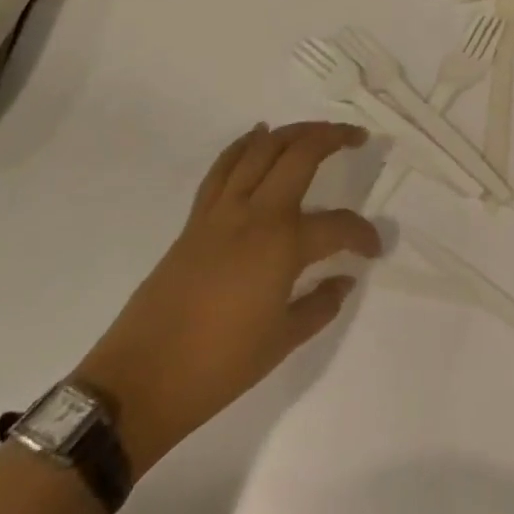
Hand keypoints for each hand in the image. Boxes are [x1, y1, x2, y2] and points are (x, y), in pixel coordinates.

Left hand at [74, 121, 380, 471]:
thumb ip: (321, 305)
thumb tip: (344, 280)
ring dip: (293, 132)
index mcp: (284, 245)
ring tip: (316, 131)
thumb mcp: (282, 343)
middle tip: (356, 136)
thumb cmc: (218, 367)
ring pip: (261, 149)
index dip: (363, 235)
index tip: (373, 249)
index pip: (338, 226)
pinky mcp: (196, 219)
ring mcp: (222, 211)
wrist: (139, 382)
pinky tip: (258, 134)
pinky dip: (245, 144)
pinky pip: (224, 167)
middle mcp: (256, 214)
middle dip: (333, 137)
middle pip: (300, 154)